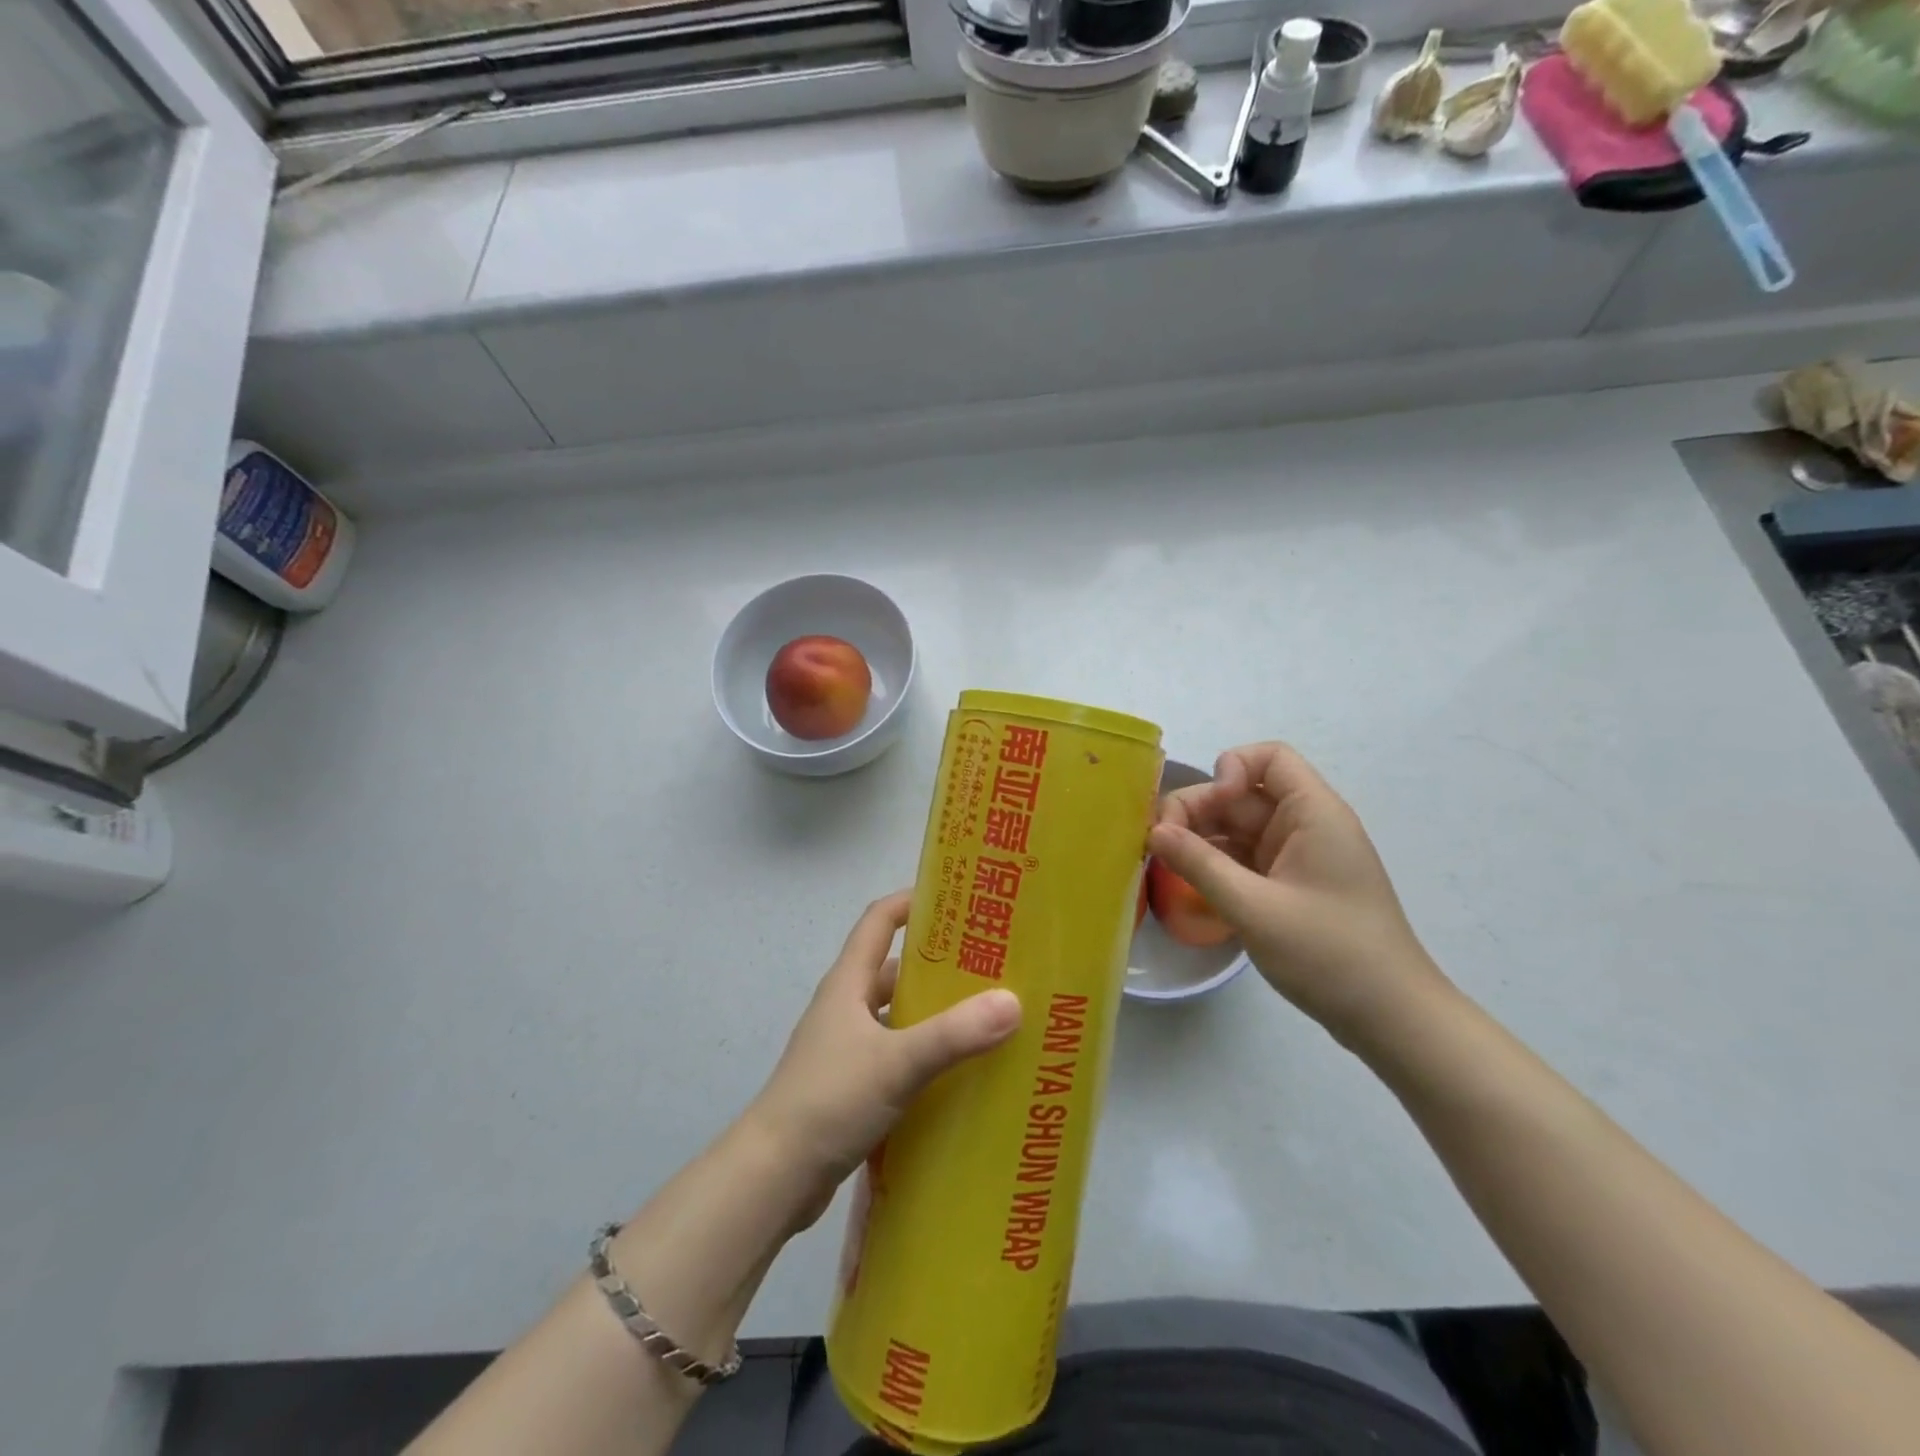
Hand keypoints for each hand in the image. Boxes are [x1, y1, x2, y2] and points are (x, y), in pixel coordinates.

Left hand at [743, 891, 1020, 1226]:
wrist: (771, 1178)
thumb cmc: (829, 1101)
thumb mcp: (897, 1063)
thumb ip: (954, 1034)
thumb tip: (1013, 1001)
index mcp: (848, 984)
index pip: (879, 920)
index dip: (913, 901)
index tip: (958, 898)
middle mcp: (845, 1007)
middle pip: (892, 967)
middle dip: (937, 962)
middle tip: (989, 965)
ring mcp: (844, 1048)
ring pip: (895, 1014)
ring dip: (931, 1012)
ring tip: (983, 1017)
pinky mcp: (848, 1086)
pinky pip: (893, 1054)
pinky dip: (922, 1054)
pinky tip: (955, 1073)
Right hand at [1149, 742, 1448, 1047]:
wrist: (1390, 1018)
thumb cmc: (1329, 954)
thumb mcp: (1255, 908)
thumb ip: (1200, 865)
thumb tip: (1154, 831)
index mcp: (1313, 814)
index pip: (1269, 758)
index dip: (1230, 770)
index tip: (1205, 809)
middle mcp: (1306, 826)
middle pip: (1243, 795)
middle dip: (1199, 810)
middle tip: (1160, 844)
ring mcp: (1298, 857)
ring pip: (1239, 828)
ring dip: (1201, 839)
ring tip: (1164, 864)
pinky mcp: (1290, 886)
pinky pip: (1245, 858)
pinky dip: (1215, 864)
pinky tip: (1188, 883)